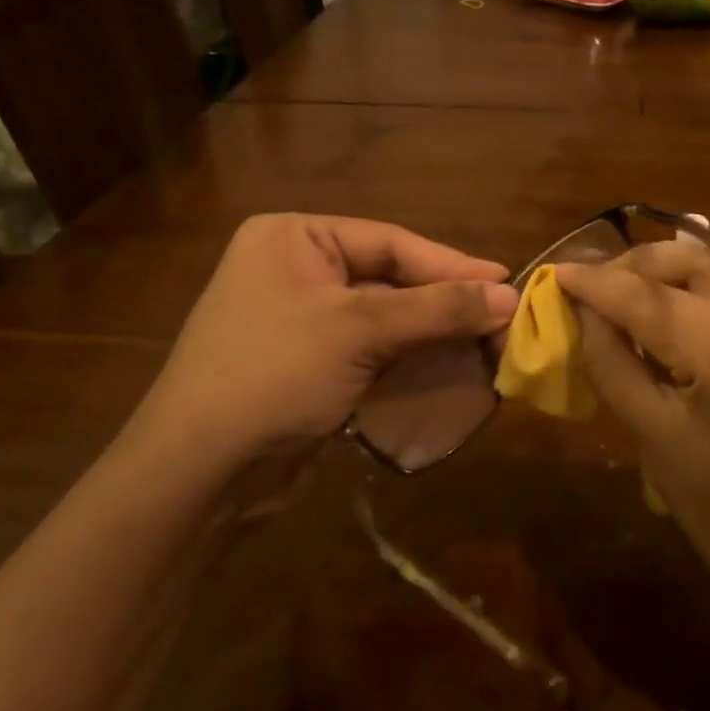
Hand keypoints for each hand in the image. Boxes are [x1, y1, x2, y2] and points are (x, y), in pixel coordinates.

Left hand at [129, 214, 517, 479]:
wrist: (199, 472)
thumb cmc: (275, 375)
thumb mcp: (360, 330)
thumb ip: (438, 309)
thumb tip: (510, 295)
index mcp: (294, 238)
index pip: (391, 242)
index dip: (453, 265)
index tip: (508, 283)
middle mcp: (296, 270)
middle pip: (391, 279)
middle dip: (446, 303)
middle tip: (504, 318)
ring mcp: (302, 321)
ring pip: (386, 319)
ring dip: (434, 334)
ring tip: (489, 345)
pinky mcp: (311, 366)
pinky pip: (373, 352)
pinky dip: (410, 360)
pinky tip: (450, 368)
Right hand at [557, 243, 709, 653]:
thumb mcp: (655, 446)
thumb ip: (614, 367)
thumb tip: (585, 314)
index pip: (648, 298)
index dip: (597, 282)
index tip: (560, 273)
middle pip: (696, 260)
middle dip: (639, 262)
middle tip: (602, 283)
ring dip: (685, 264)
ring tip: (650, 289)